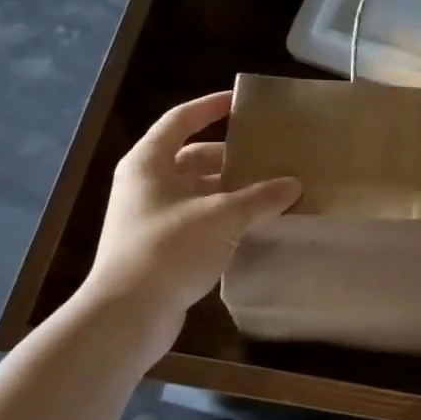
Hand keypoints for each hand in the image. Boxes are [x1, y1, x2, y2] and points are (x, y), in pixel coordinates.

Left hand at [75, 91, 300, 351]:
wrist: (126, 316)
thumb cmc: (169, 248)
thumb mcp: (222, 216)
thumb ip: (260, 197)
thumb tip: (294, 184)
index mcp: (149, 163)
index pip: (181, 120)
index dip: (210, 107)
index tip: (240, 103)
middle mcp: (146, 184)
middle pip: (193, 158)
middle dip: (231, 157)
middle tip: (268, 156)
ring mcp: (151, 218)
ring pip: (198, 192)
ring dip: (231, 191)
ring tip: (270, 191)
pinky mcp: (160, 248)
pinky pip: (199, 220)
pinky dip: (225, 218)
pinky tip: (255, 225)